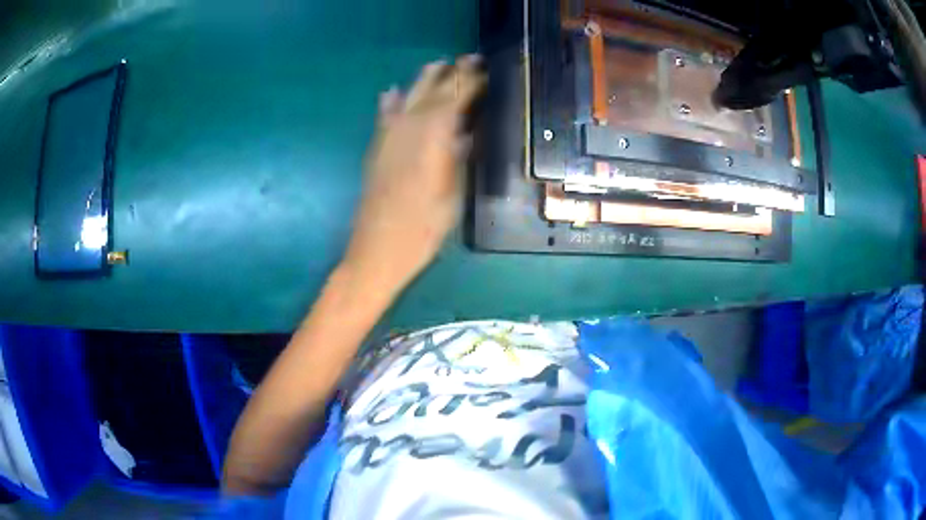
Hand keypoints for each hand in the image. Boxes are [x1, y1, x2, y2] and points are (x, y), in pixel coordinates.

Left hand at [341, 56, 485, 298]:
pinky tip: (393, 91)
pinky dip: (391, 102)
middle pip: (432, 91)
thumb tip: (467, 131)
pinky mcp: (377, 149)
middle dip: (451, 73)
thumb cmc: (424, 228)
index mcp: (433, 135)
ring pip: (408, 97)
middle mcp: (408, 127)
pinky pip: (384, 117)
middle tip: (469, 60)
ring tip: (438, 65)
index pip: (456, 97)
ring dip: (424, 80)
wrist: (378, 249)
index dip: (472, 82)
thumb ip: (460, 156)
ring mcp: (388, 137)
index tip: (487, 70)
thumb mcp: (454, 193)